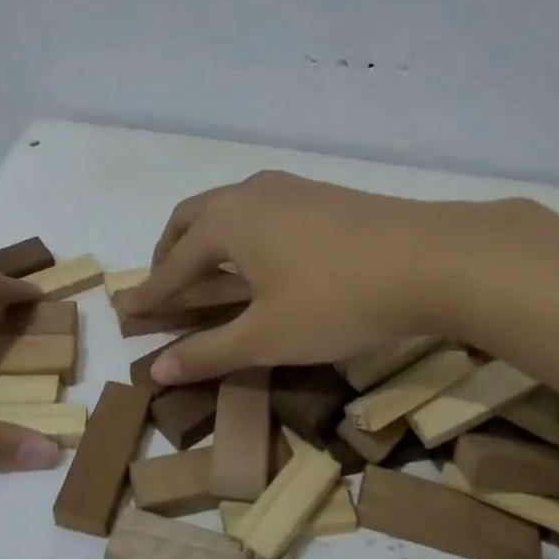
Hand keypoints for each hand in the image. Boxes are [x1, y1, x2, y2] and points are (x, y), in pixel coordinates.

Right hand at [119, 172, 539, 384]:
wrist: (432, 259)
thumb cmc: (337, 300)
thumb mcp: (267, 336)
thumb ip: (209, 352)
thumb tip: (156, 370)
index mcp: (225, 224)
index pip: (172, 265)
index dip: (149, 293)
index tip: (125, 311)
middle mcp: (248, 195)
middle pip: (190, 220)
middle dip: (169, 254)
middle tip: (163, 287)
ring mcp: (288, 188)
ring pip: (227, 209)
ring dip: (206, 239)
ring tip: (207, 272)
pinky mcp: (321, 194)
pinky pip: (260, 210)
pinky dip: (241, 234)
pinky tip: (262, 258)